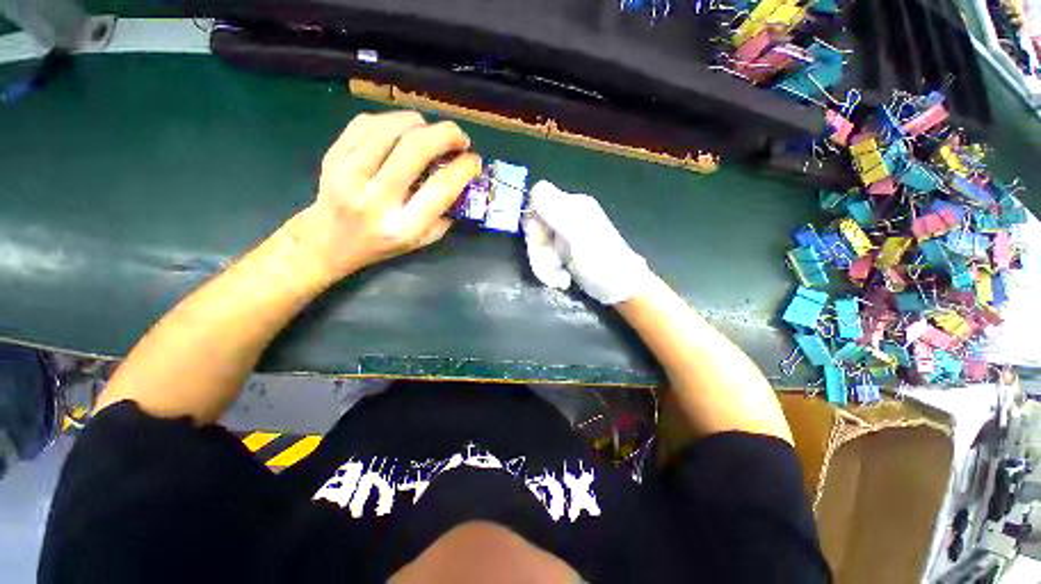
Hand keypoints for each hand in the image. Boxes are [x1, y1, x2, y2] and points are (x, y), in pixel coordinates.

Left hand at [292, 111, 481, 283]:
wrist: (330, 240)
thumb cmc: (382, 244)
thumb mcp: (421, 241)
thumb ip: (444, 214)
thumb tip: (462, 179)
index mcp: (402, 226)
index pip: (440, 189)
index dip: (463, 168)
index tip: (474, 160)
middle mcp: (375, 199)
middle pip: (416, 149)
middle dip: (446, 135)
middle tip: (460, 138)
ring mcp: (348, 174)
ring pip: (392, 128)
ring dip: (421, 124)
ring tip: (431, 133)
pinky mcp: (333, 155)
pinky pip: (368, 123)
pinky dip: (393, 120)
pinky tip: (403, 131)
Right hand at [523, 180, 650, 304]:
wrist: (619, 290)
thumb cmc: (602, 263)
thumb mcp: (579, 236)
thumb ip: (557, 212)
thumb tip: (536, 188)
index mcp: (572, 206)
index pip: (538, 200)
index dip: (533, 221)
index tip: (540, 240)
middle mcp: (566, 218)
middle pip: (535, 227)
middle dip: (539, 251)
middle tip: (553, 266)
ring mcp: (564, 237)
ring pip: (538, 246)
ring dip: (544, 267)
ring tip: (559, 280)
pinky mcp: (562, 254)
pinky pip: (544, 258)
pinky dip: (549, 272)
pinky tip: (562, 281)